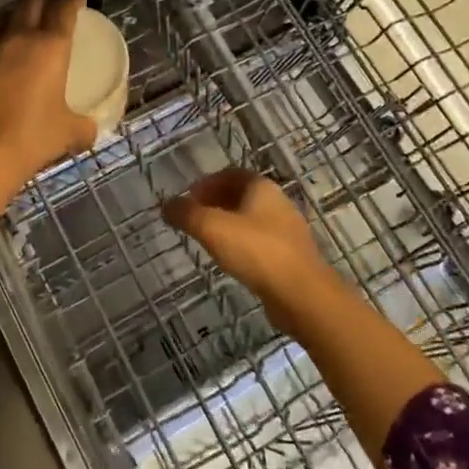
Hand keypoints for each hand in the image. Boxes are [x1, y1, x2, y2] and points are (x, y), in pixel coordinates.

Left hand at [0, 0, 98, 189]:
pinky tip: (2, 59)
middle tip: (53, 9)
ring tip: (25, 29)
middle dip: (44, 0)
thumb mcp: (68, 133)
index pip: (63, 8)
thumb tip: (90, 130)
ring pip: (4, 19)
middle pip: (30, 2)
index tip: (79, 0)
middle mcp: (18, 38)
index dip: (73, 0)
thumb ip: (84, 126)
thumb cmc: (32, 138)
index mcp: (49, 47)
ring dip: (17, 18)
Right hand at [163, 169, 340, 329]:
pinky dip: (241, 243)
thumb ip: (186, 214)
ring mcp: (287, 230)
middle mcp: (277, 202)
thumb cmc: (256, 252)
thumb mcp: (212, 228)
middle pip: (241, 195)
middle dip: (214, 203)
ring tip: (207, 240)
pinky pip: (260, 241)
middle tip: (193, 220)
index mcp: (261, 187)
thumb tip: (167, 205)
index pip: (230, 174)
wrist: (302, 294)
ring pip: (251, 219)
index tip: (187, 200)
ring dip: (227, 224)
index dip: (206, 183)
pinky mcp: (290, 255)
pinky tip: (231, 260)